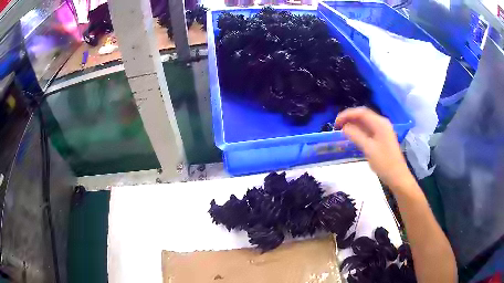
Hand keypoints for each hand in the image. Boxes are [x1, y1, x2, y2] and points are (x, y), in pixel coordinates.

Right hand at [335, 107, 413, 189]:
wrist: (397, 176)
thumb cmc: (384, 163)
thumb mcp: (368, 149)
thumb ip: (355, 135)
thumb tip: (344, 127)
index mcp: (380, 123)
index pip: (361, 112)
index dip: (347, 115)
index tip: (335, 123)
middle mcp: (381, 123)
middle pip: (363, 115)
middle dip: (349, 118)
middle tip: (337, 126)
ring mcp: (382, 130)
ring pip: (365, 122)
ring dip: (353, 124)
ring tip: (342, 130)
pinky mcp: (382, 137)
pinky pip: (368, 129)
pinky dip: (359, 130)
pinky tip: (353, 135)